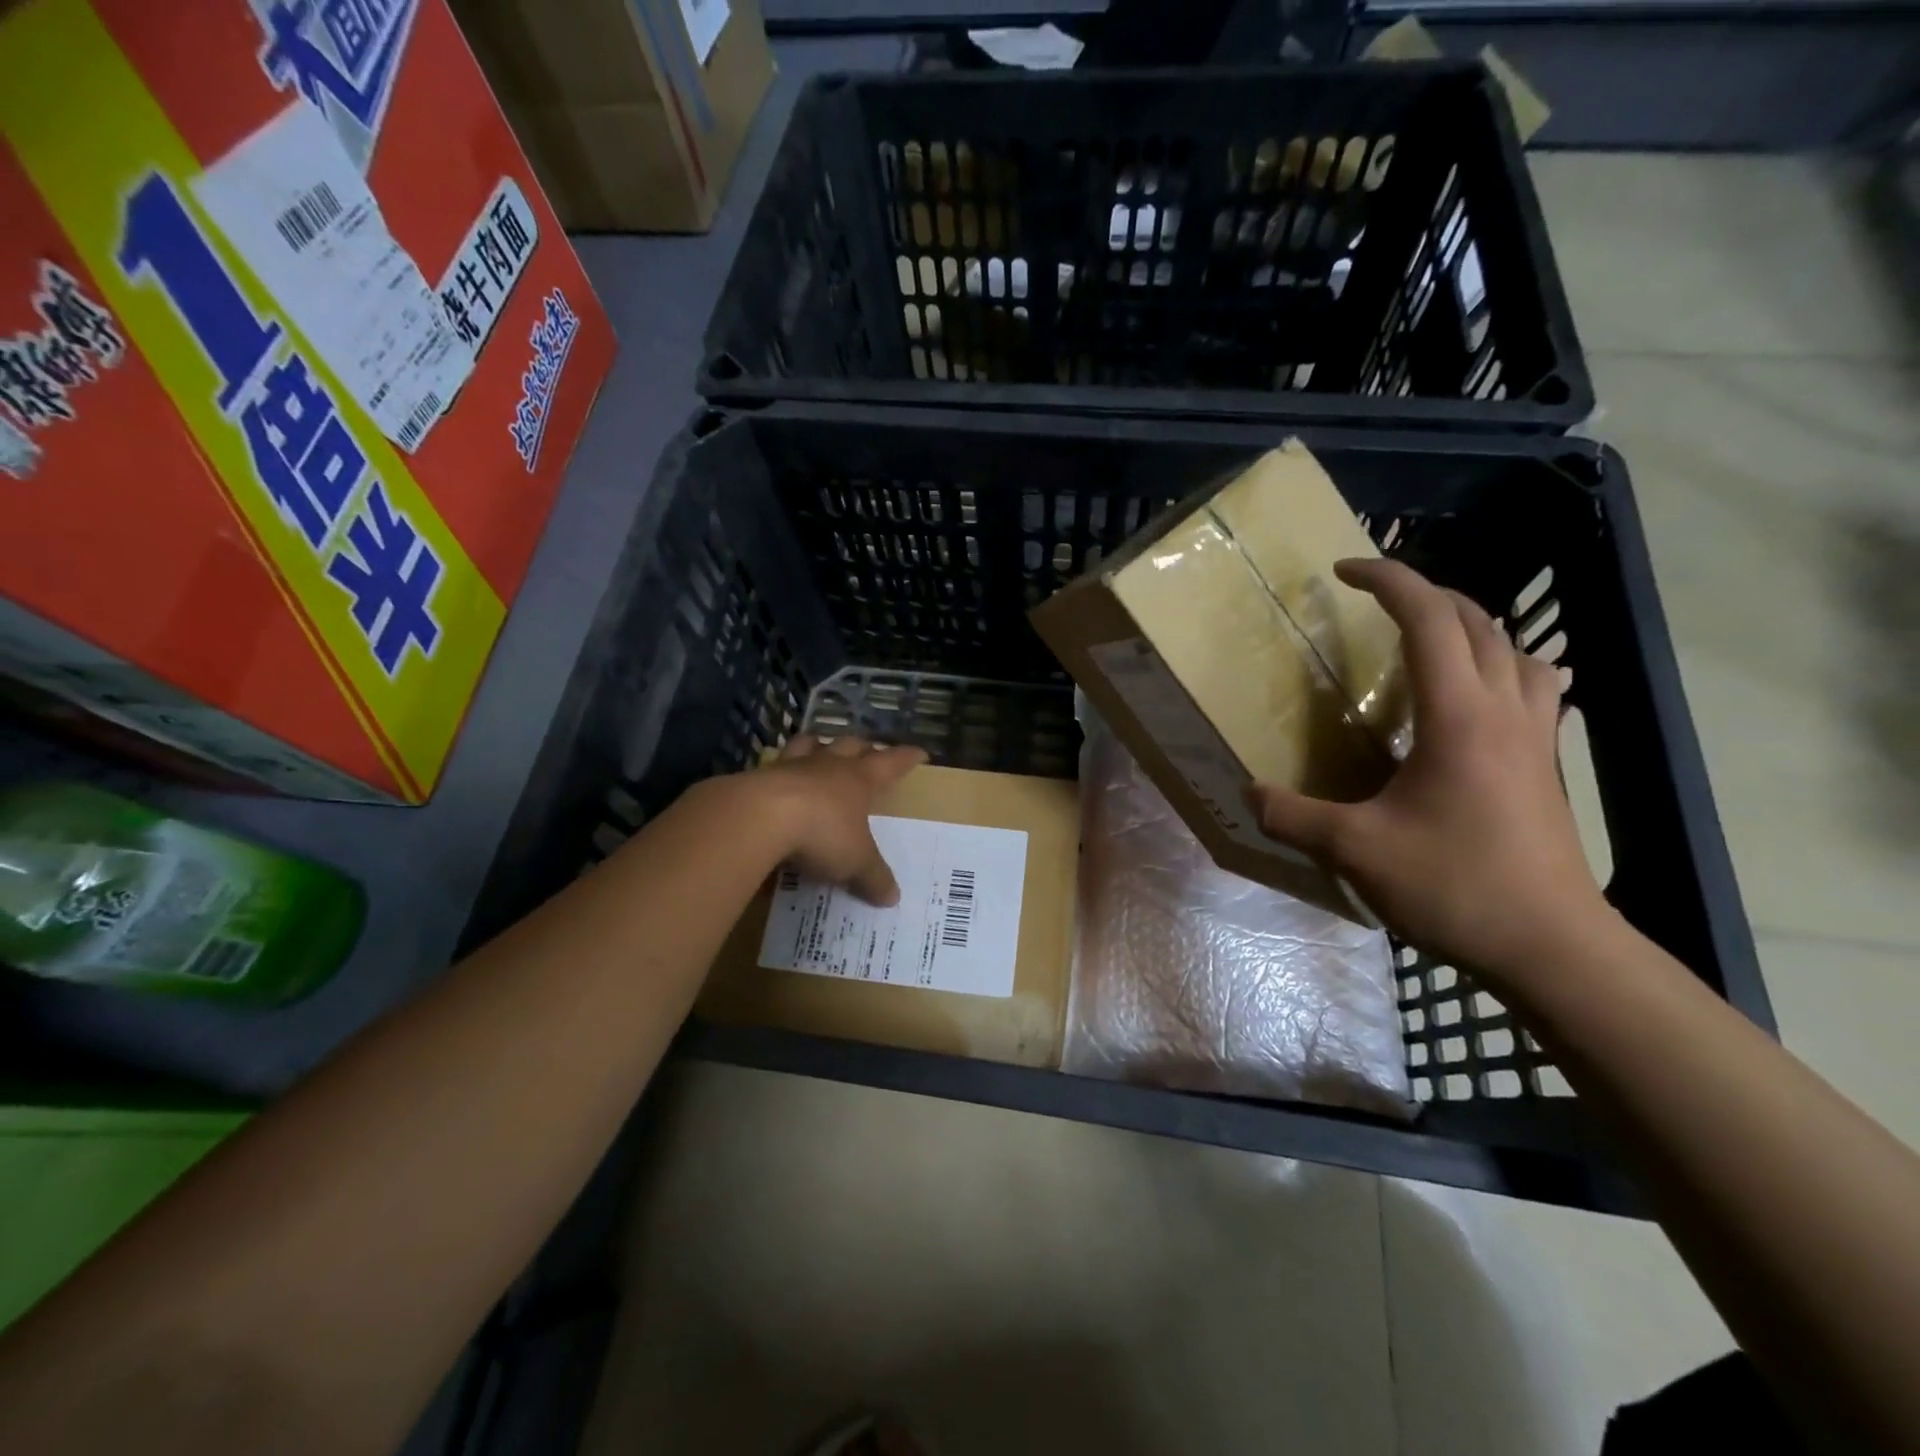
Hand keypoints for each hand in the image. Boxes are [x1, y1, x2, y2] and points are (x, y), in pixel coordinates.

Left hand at [755, 735, 927, 905]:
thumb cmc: (821, 832)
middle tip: (869, 750)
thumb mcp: (855, 862)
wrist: (759, 817)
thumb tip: (893, 898)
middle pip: (850, 745)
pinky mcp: (759, 776)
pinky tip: (776, 780)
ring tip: (820, 747)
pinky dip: (779, 769)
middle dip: (863, 747)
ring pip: (810, 744)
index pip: (891, 762)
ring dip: (818, 745)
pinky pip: (774, 765)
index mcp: (859, 779)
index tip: (920, 752)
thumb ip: (874, 878)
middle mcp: (828, 766)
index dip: (907, 757)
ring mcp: (791, 766)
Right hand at [1248, 559, 1613, 988]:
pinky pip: (1535, 685)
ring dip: (1469, 624)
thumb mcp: (1355, 851)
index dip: (1388, 581)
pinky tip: (1483, 691)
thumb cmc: (1454, 885)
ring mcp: (1535, 734)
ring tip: (1427, 636)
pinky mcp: (1546, 761)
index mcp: (1457, 715)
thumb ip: (1293, 816)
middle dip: (1423, 593)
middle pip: (1474, 620)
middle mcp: (1502, 708)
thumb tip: (1249, 793)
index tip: (1344, 571)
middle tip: (1375, 601)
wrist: (1550, 944)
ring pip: (1513, 647)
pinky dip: (1504, 664)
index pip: (1428, 618)